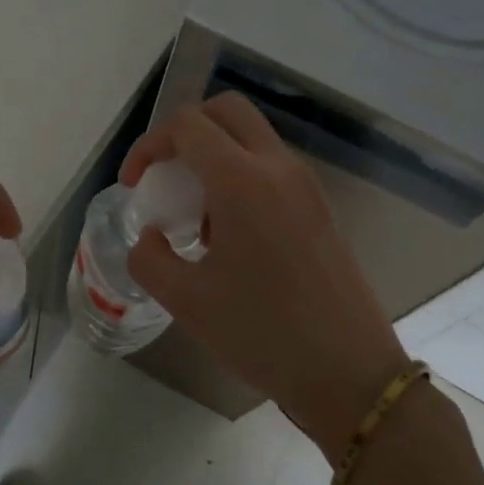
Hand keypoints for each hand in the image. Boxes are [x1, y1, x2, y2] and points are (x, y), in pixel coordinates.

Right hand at [122, 93, 407, 456]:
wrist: (348, 373)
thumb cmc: (262, 334)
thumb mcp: (187, 301)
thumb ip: (150, 259)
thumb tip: (152, 239)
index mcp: (242, 182)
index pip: (188, 126)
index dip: (149, 145)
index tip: (135, 185)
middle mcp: (278, 168)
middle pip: (227, 111)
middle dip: (185, 131)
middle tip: (165, 176)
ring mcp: (306, 185)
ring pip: (252, 137)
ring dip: (215, 154)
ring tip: (195, 215)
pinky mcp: (320, 207)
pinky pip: (272, 167)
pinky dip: (241, 175)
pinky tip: (230, 234)